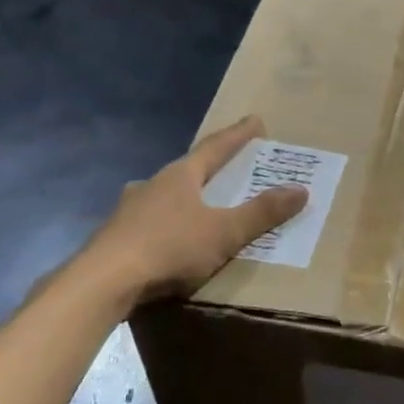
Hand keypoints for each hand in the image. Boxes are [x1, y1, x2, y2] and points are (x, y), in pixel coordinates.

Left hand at [90, 116, 306, 301]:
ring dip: (185, 196)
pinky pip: (150, 222)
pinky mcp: (115, 236)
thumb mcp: (225, 232)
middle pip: (189, 169)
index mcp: (181, 176)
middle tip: (230, 166)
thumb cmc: (169, 248)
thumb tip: (301, 189)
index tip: (255, 121)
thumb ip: (262, 213)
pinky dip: (167, 223)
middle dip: (211, 167)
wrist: (102, 282)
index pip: (216, 147)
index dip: (238, 135)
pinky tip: (169, 237)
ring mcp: (129, 209)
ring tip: (200, 203)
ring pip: (164, 195)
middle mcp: (153, 184)